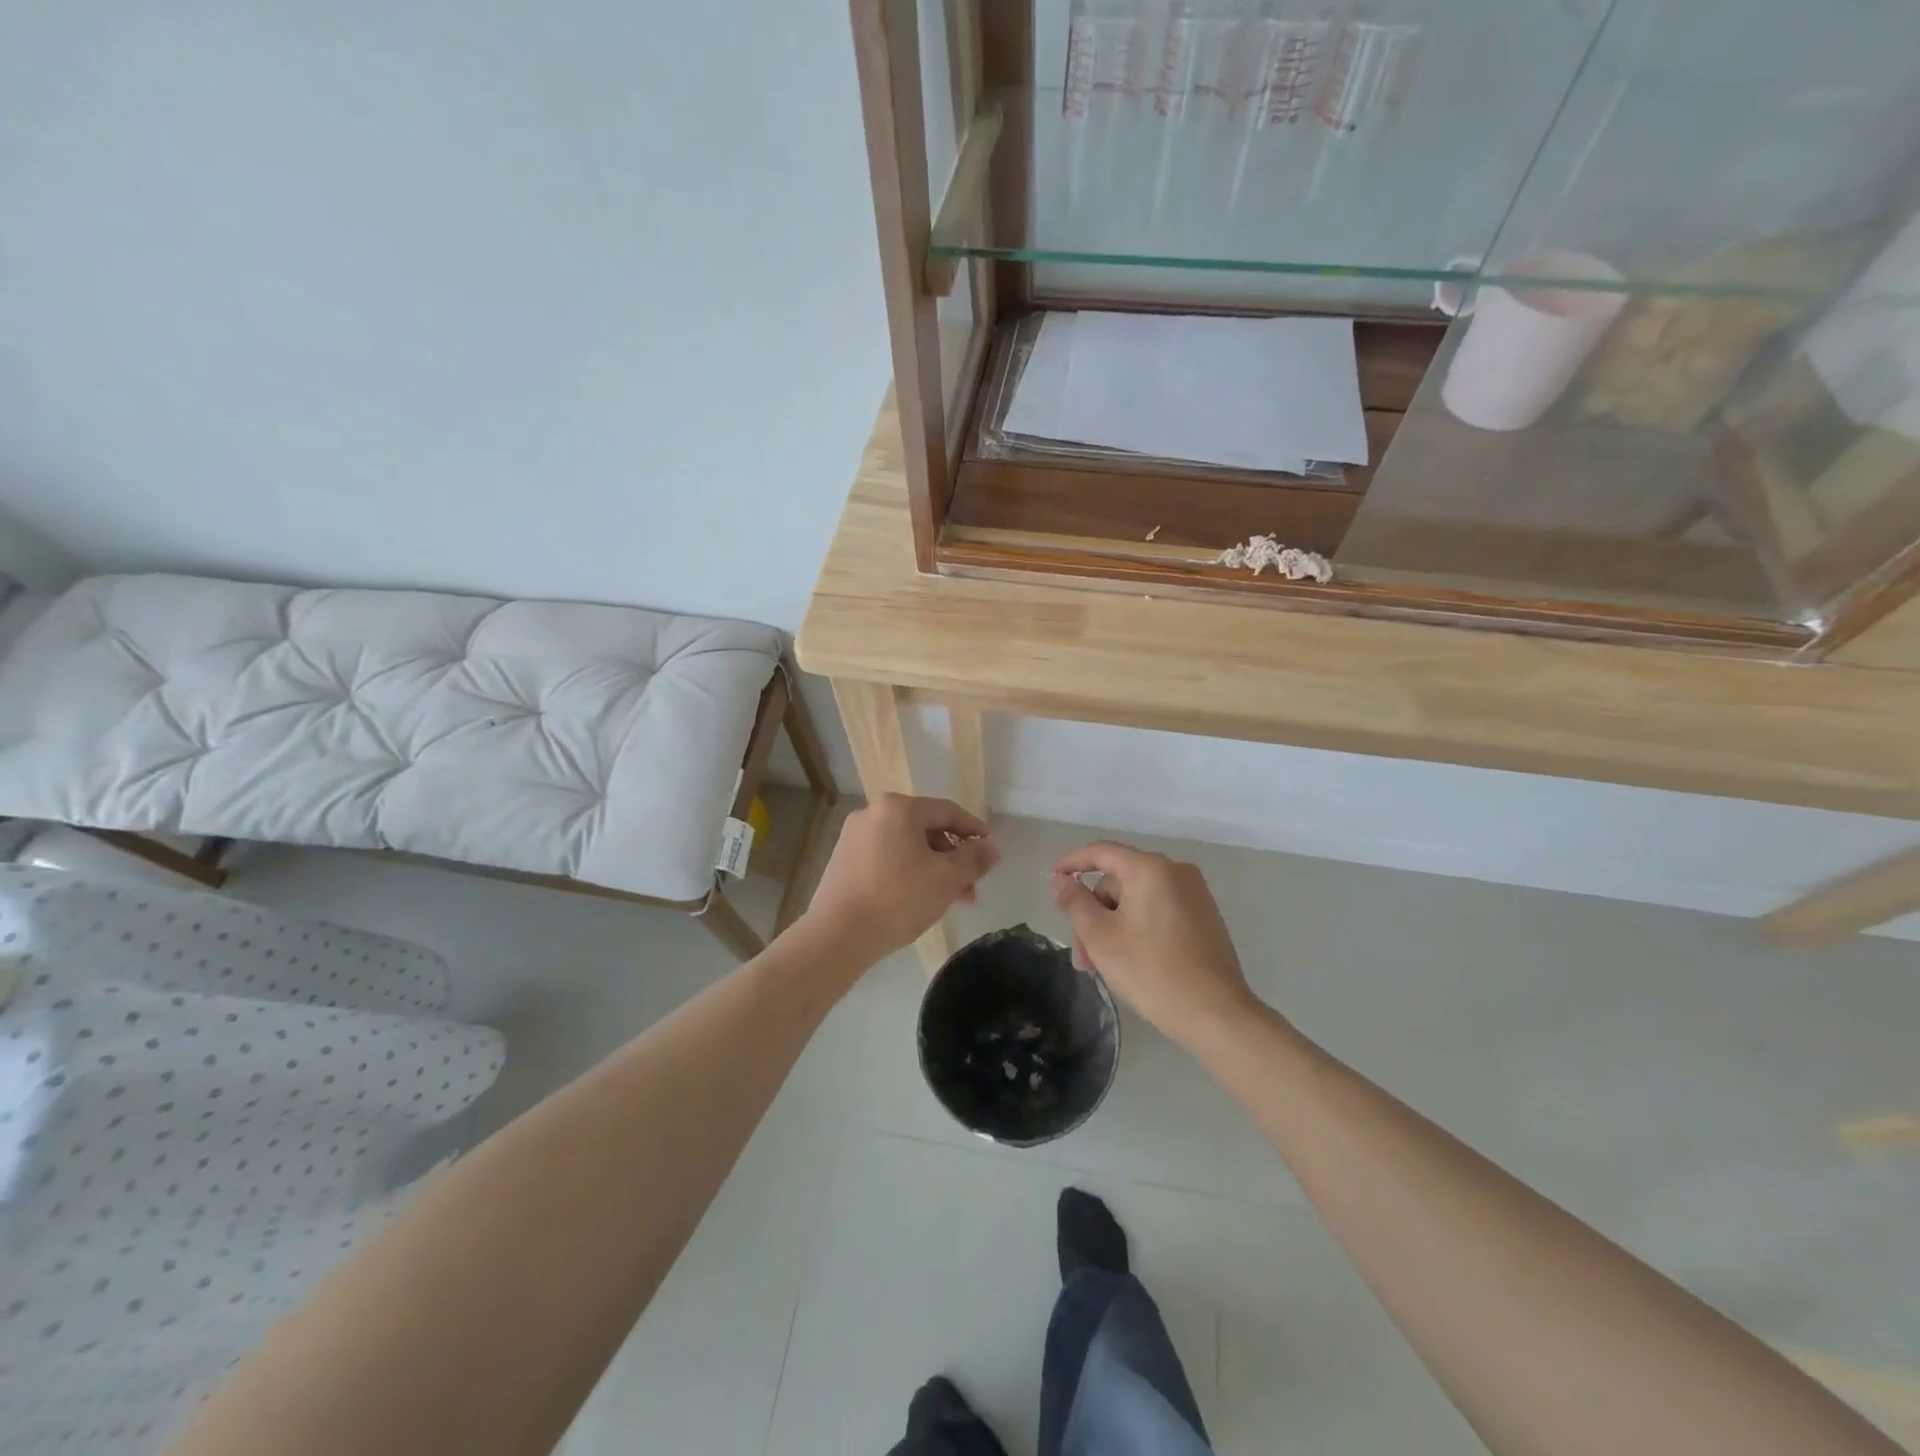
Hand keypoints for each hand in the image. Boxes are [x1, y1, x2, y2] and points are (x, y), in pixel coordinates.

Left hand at [803, 794, 998, 965]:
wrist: (836, 936)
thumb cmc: (897, 899)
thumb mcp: (947, 879)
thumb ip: (974, 858)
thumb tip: (990, 846)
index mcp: (898, 808)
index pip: (948, 812)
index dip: (974, 830)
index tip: (991, 851)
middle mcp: (872, 813)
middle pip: (926, 829)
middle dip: (953, 858)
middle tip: (970, 889)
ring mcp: (854, 837)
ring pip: (906, 846)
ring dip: (932, 869)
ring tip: (948, 900)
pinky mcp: (843, 860)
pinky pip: (886, 858)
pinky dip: (907, 873)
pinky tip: (917, 900)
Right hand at [1050, 842, 1258, 1049]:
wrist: (1217, 1014)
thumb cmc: (1152, 971)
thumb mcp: (1101, 937)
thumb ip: (1075, 902)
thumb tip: (1060, 880)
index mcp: (1150, 869)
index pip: (1101, 852)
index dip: (1071, 863)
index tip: (1052, 880)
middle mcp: (1176, 872)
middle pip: (1119, 882)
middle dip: (1094, 915)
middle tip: (1083, 956)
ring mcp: (1195, 895)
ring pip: (1137, 901)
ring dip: (1113, 927)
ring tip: (1102, 968)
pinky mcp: (1205, 919)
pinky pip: (1158, 912)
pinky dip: (1138, 929)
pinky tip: (1130, 962)